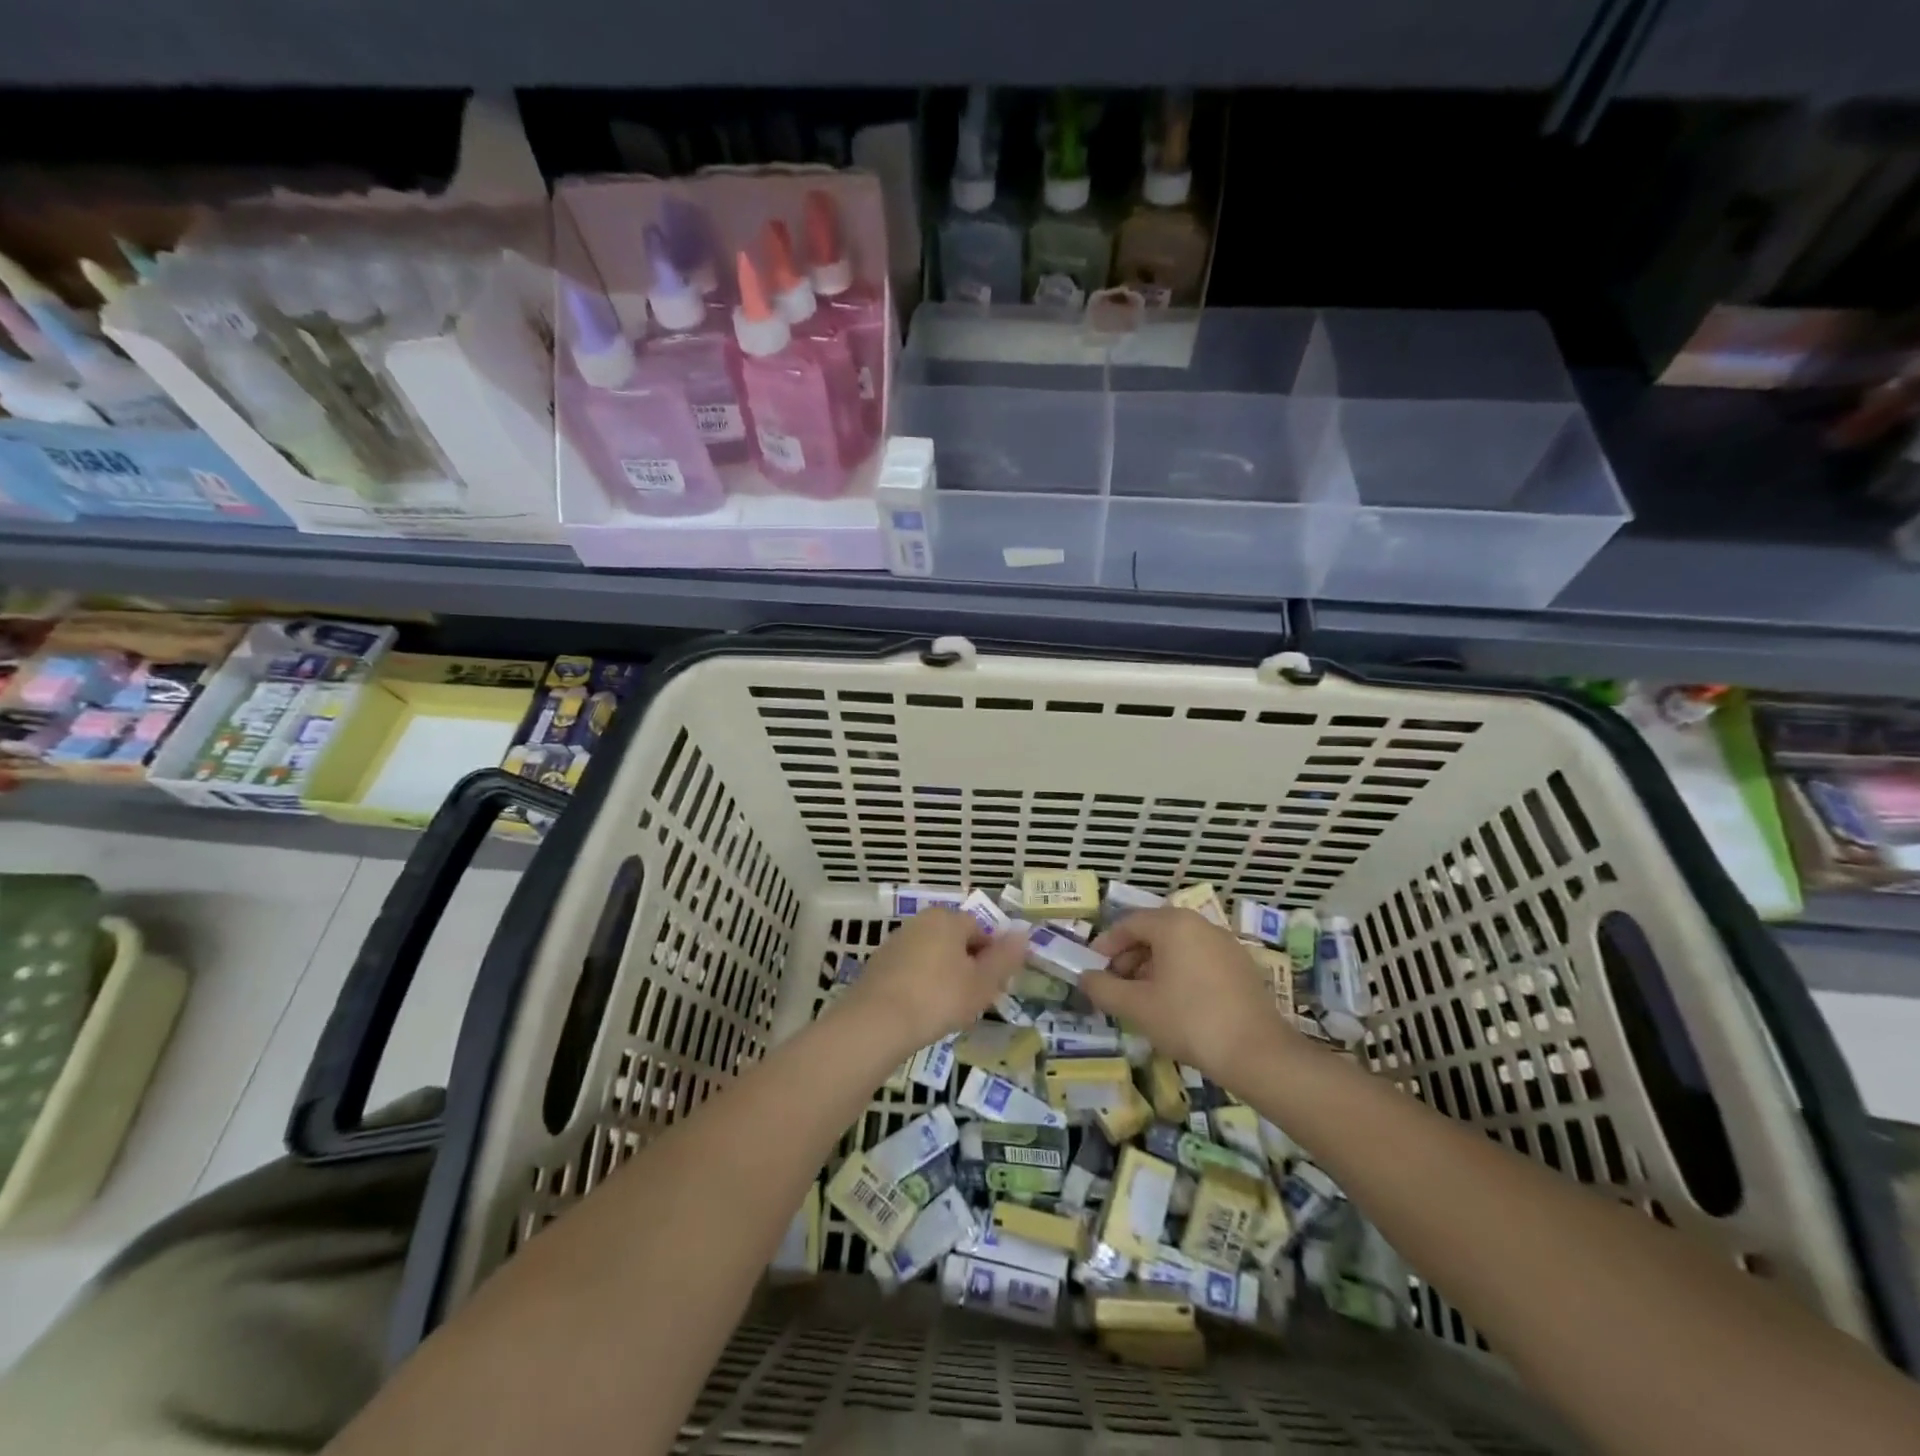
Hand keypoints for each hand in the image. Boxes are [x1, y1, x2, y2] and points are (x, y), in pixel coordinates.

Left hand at [840, 908, 1027, 1057]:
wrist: (877, 1022)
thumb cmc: (939, 997)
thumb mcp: (982, 982)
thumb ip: (1005, 958)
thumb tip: (1025, 934)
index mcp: (948, 918)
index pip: (982, 929)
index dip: (993, 957)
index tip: (995, 986)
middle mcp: (921, 921)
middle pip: (956, 941)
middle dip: (969, 967)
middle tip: (975, 1000)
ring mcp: (896, 942)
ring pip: (934, 957)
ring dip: (946, 977)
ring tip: (950, 1010)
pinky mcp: (879, 965)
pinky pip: (912, 971)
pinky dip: (922, 986)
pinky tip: (923, 1012)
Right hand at [1082, 907, 1298, 1083]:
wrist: (1257, 1053)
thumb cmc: (1188, 1020)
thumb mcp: (1136, 1006)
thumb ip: (1103, 988)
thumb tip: (1085, 977)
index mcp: (1174, 924)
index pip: (1129, 923)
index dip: (1106, 945)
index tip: (1093, 968)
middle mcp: (1201, 925)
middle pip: (1154, 932)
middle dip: (1129, 957)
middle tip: (1115, 985)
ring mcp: (1225, 945)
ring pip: (1177, 947)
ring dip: (1152, 967)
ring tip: (1141, 998)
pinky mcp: (1241, 967)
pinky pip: (1199, 960)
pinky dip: (1178, 974)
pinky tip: (1173, 1005)